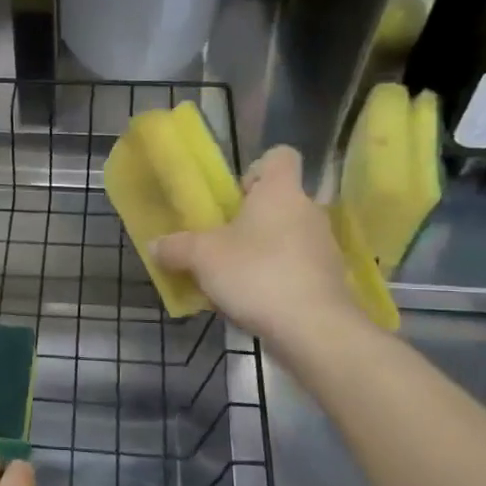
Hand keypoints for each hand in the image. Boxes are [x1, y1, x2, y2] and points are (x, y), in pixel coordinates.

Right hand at [151, 146, 365, 355]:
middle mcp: (309, 211)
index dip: (256, 169)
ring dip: (263, 252)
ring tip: (233, 279)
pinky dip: (277, 279)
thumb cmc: (256, 274)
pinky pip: (296, 269)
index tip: (235, 196)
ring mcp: (324, 248)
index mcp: (281, 192)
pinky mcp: (329, 281)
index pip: (280, 157)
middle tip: (223, 242)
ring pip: (288, 238)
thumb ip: (176, 248)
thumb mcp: (201, 258)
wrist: (313, 329)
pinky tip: (253, 303)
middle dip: (252, 220)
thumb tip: (155, 245)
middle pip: (280, 202)